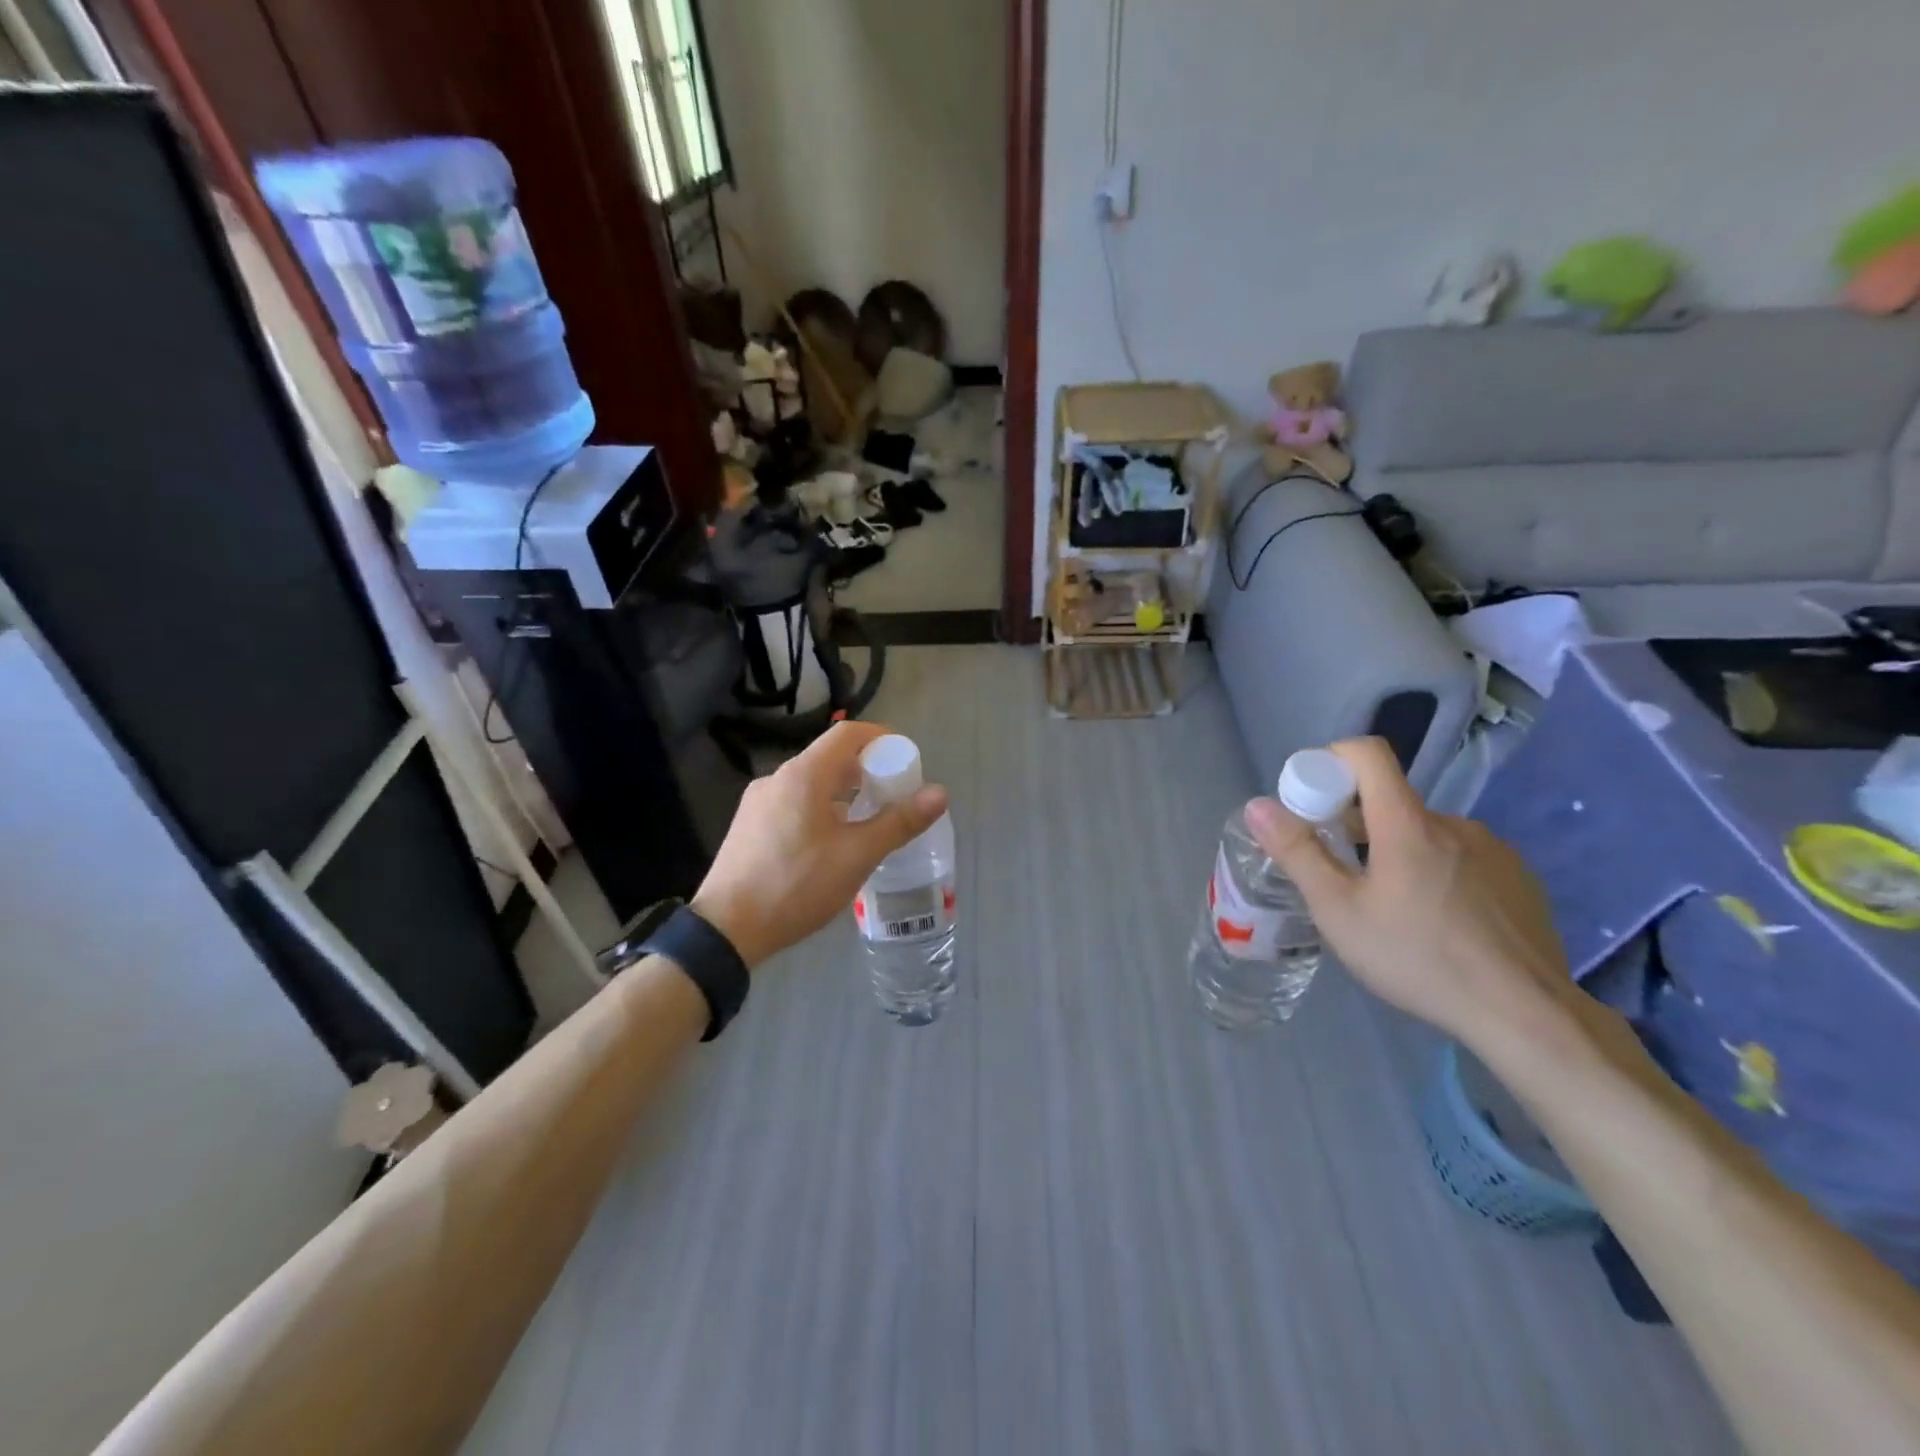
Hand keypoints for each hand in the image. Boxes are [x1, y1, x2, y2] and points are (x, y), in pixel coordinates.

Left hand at [691, 721, 948, 967]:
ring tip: (867, 823)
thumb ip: (899, 822)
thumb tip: (939, 793)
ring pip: (811, 783)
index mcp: (803, 775)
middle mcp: (777, 778)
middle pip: (830, 758)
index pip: (848, 734)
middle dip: (867, 770)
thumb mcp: (856, 856)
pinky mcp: (748, 825)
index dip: (881, 738)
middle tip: (894, 796)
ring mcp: (758, 802)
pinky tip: (830, 843)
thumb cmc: (796, 885)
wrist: (726, 929)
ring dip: (844, 793)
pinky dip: (820, 809)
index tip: (905, 760)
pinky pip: (793, 803)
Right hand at [1243, 737, 1577, 1047]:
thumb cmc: (1418, 958)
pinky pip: (1462, 857)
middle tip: (1339, 875)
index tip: (1312, 803)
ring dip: (1396, 851)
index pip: (1367, 754)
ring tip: (1388, 907)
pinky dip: (1436, 871)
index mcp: (1407, 823)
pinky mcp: (1520, 877)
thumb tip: (1258, 806)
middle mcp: (1453, 823)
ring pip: (1425, 833)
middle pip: (1390, 800)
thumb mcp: (1338, 911)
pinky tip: (1436, 921)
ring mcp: (1493, 849)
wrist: (1527, 1015)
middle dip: (1354, 824)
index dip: (1331, 763)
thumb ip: (1297, 853)